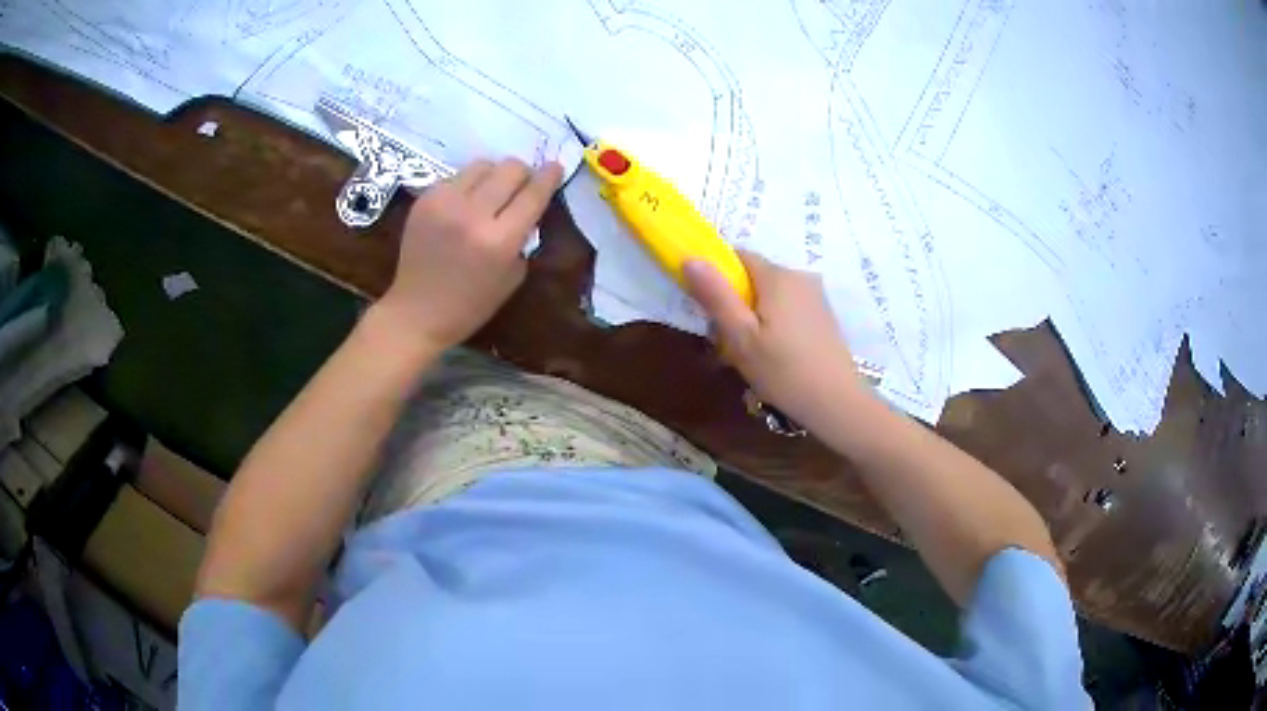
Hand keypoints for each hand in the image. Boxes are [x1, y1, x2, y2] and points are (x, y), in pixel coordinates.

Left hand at [376, 158, 562, 353]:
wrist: (416, 312)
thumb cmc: (470, 305)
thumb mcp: (512, 276)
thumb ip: (523, 237)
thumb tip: (529, 206)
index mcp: (499, 241)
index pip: (533, 194)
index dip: (549, 177)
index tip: (556, 167)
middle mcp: (473, 215)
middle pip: (510, 169)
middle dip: (523, 174)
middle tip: (521, 186)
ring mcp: (445, 203)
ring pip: (483, 165)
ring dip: (494, 175)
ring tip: (491, 193)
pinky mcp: (425, 199)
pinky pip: (457, 177)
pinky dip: (468, 185)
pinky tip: (464, 204)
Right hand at [683, 251, 869, 428]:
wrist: (836, 403)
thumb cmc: (783, 371)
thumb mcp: (740, 337)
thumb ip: (716, 295)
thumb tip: (690, 257)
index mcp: (778, 276)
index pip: (738, 256)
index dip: (717, 276)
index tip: (707, 308)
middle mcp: (799, 277)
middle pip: (754, 278)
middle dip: (735, 304)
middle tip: (726, 344)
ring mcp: (815, 297)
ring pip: (771, 296)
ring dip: (754, 319)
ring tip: (749, 356)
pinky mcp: (823, 317)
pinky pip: (788, 309)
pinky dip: (774, 326)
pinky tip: (774, 358)